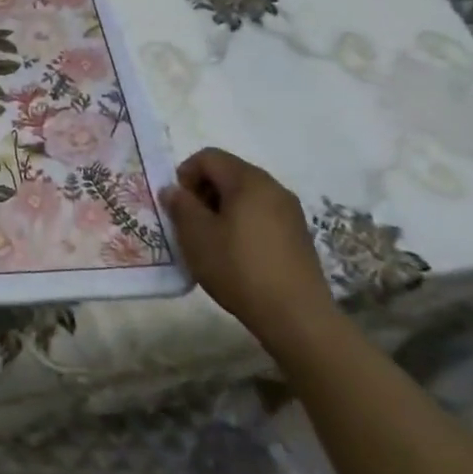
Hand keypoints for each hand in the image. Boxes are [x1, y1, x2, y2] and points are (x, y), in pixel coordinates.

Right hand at [160, 147, 337, 351]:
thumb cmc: (239, 268)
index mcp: (248, 180)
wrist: (296, 316)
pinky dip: (243, 222)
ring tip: (212, 240)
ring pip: (246, 195)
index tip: (178, 205)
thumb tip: (174, 190)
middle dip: (204, 191)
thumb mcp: (197, 236)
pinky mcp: (298, 235)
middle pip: (229, 173)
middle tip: (191, 222)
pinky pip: (262, 214)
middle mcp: (273, 187)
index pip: (209, 157)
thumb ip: (181, 206)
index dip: (185, 174)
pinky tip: (236, 254)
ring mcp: (290, 211)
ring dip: (222, 208)